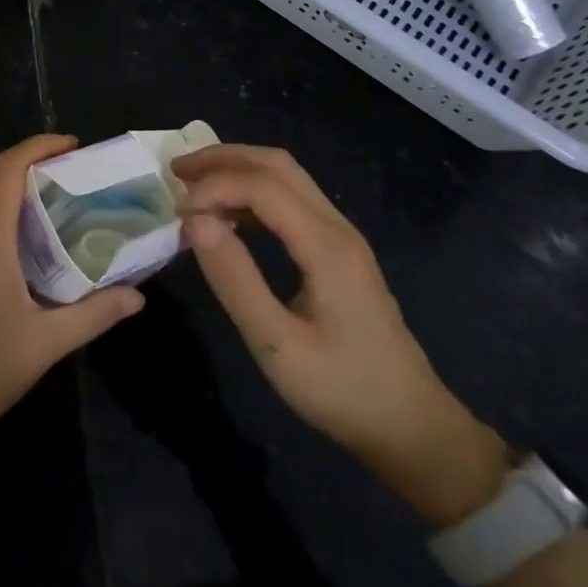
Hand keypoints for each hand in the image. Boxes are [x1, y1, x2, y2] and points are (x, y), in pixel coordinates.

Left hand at [0, 134, 143, 462]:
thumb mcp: (44, 345)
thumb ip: (94, 315)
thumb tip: (138, 296)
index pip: (7, 169)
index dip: (39, 146)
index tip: (74, 145)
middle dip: (33, 163)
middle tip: (77, 174)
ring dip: (16, 189)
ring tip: (60, 203)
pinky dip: (4, 215)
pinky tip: (29, 246)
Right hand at [173, 144, 507, 525]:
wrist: (412, 428)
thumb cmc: (341, 390)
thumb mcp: (276, 345)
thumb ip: (235, 279)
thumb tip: (195, 222)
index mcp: (325, 246)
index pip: (262, 186)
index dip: (214, 187)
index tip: (177, 214)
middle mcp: (337, 228)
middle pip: (278, 165)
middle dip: (223, 158)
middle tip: (176, 172)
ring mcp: (342, 238)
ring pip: (287, 178)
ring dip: (238, 172)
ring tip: (193, 188)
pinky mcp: (339, 253)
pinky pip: (292, 203)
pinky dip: (253, 196)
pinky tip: (228, 218)